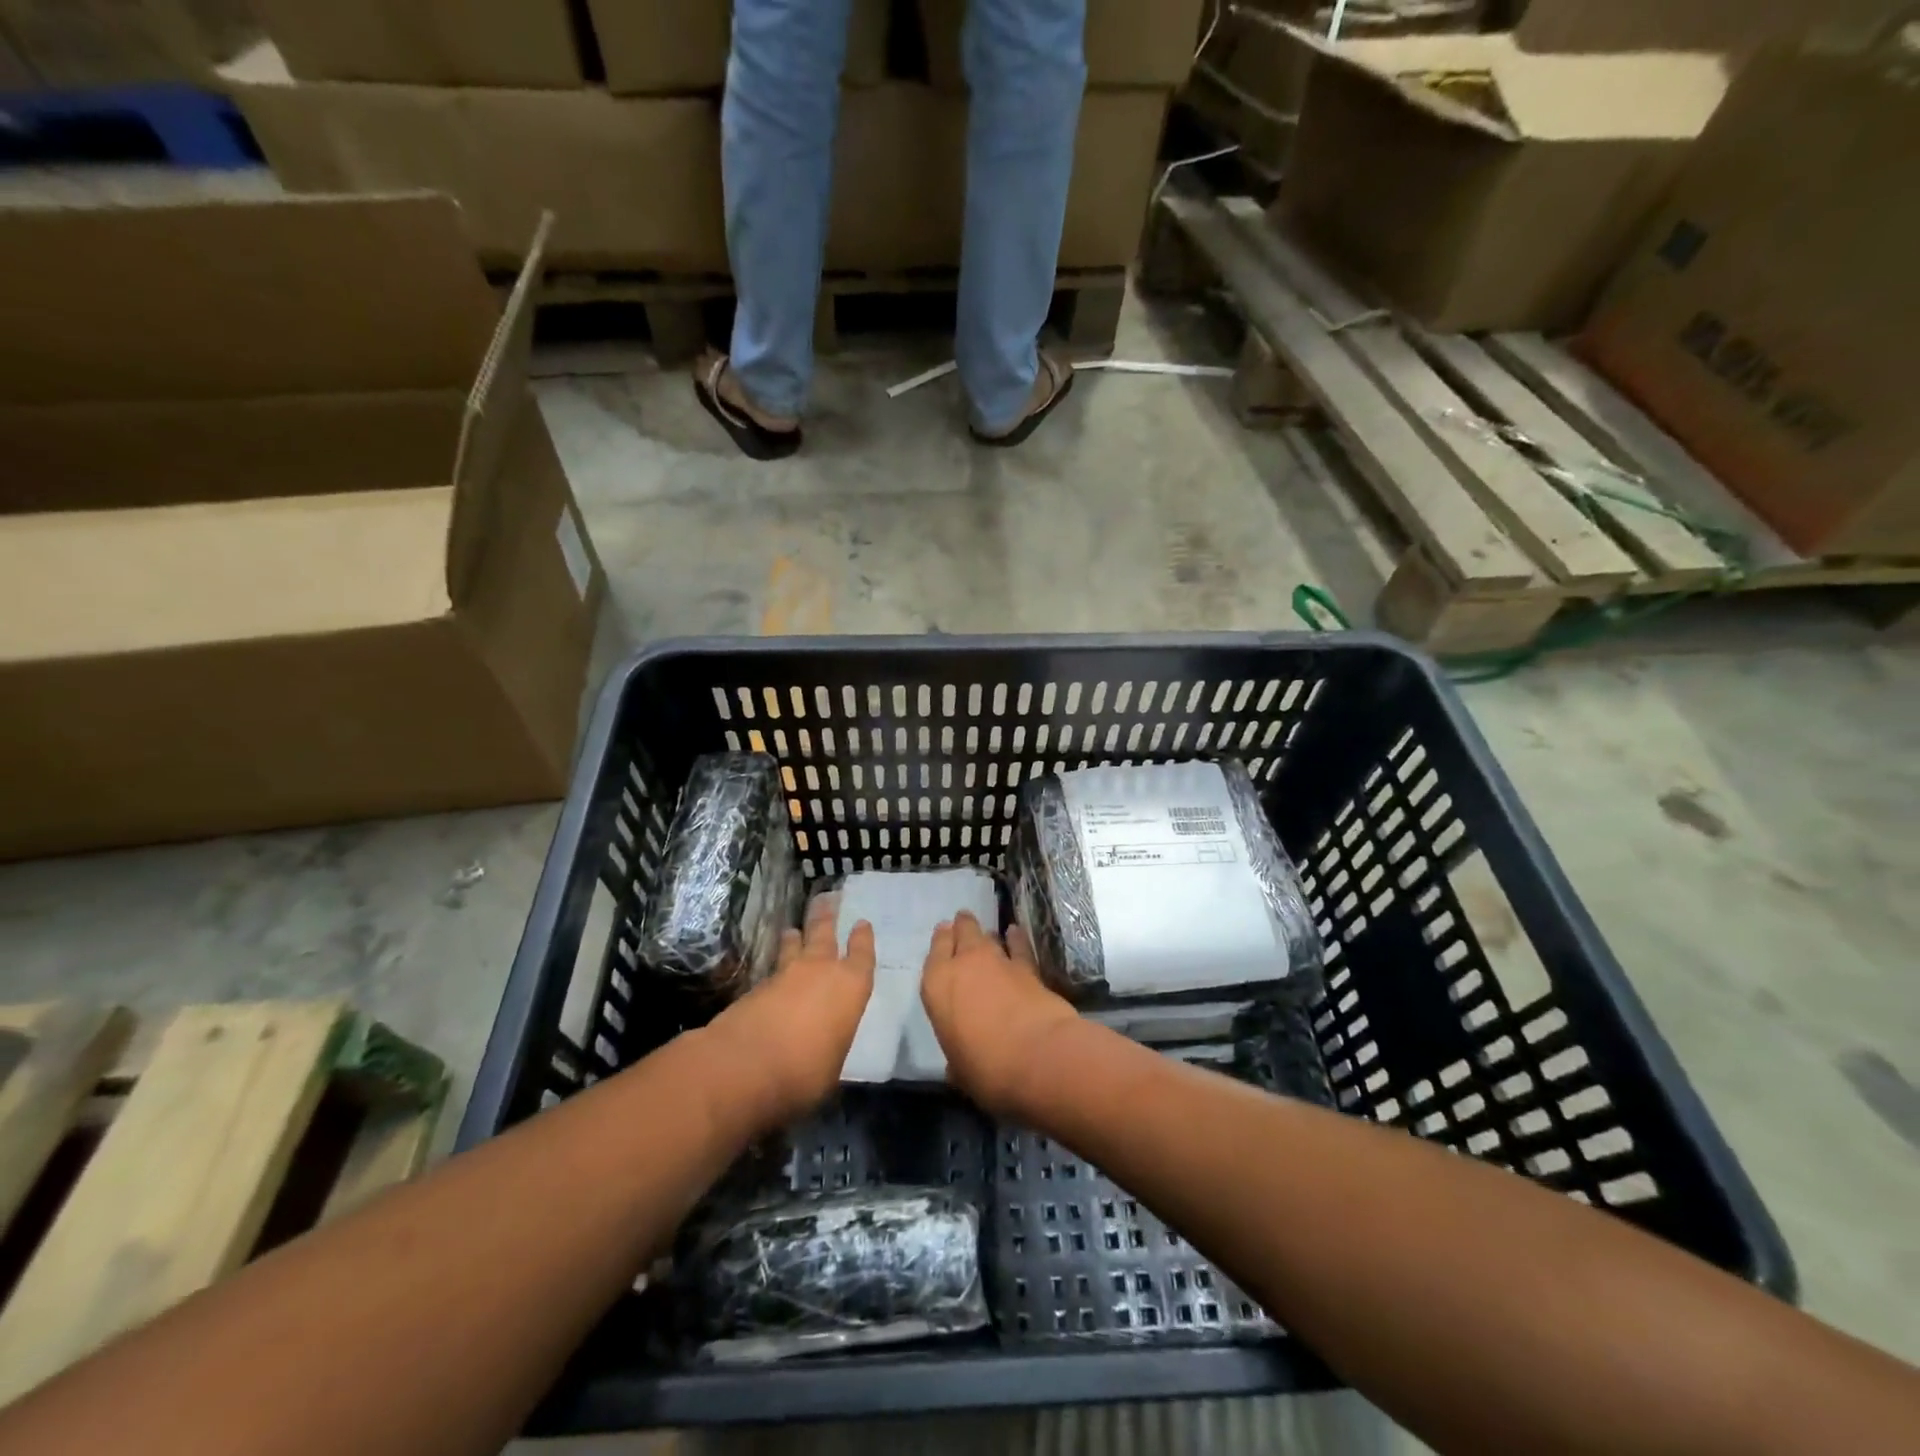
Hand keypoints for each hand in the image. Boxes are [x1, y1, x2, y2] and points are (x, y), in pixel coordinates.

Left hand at [705, 893, 874, 1129]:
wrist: (744, 1066)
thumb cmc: (804, 1071)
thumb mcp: (832, 1067)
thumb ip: (832, 1044)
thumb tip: (824, 1044)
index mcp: (850, 988)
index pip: (862, 956)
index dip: (863, 940)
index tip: (862, 924)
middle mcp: (820, 971)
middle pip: (824, 934)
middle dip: (827, 916)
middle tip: (827, 899)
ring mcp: (785, 975)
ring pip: (794, 946)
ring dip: (796, 936)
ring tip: (793, 929)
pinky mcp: (755, 988)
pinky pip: (772, 969)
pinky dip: (776, 966)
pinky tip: (774, 973)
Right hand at [922, 912, 1079, 1116]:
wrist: (1038, 1058)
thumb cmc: (987, 1070)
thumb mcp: (960, 1071)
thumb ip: (956, 1060)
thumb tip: (958, 1067)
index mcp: (937, 987)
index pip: (935, 953)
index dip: (941, 942)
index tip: (944, 933)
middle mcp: (964, 965)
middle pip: (961, 934)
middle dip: (962, 928)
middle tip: (962, 923)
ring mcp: (997, 962)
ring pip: (987, 935)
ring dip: (986, 934)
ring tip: (986, 932)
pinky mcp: (1028, 968)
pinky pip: (1018, 946)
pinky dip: (1016, 939)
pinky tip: (1015, 932)